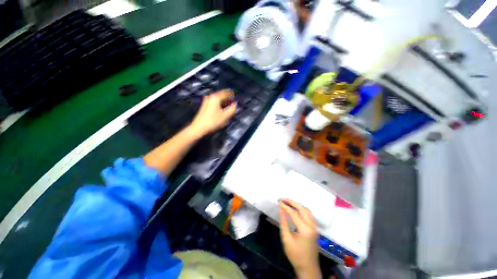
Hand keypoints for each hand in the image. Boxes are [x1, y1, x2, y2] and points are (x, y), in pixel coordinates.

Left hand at [189, 89, 236, 136]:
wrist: (199, 127)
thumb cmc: (212, 121)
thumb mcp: (225, 116)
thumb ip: (232, 109)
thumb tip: (236, 104)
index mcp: (215, 97)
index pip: (226, 93)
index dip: (232, 95)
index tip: (236, 98)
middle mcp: (210, 97)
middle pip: (222, 96)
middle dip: (228, 100)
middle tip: (233, 105)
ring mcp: (207, 101)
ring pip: (218, 100)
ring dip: (224, 103)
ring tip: (228, 109)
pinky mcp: (205, 106)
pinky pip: (215, 103)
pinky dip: (220, 106)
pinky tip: (222, 111)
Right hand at [279, 199, 320, 278]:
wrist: (308, 268)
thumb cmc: (295, 255)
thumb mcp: (286, 239)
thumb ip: (283, 222)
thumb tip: (281, 209)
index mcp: (305, 229)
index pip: (294, 213)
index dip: (285, 206)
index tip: (278, 201)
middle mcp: (312, 226)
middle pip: (302, 208)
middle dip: (292, 202)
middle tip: (283, 199)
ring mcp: (315, 227)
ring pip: (307, 210)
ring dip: (297, 204)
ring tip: (288, 202)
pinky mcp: (315, 228)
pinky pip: (309, 214)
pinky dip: (302, 209)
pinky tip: (295, 208)